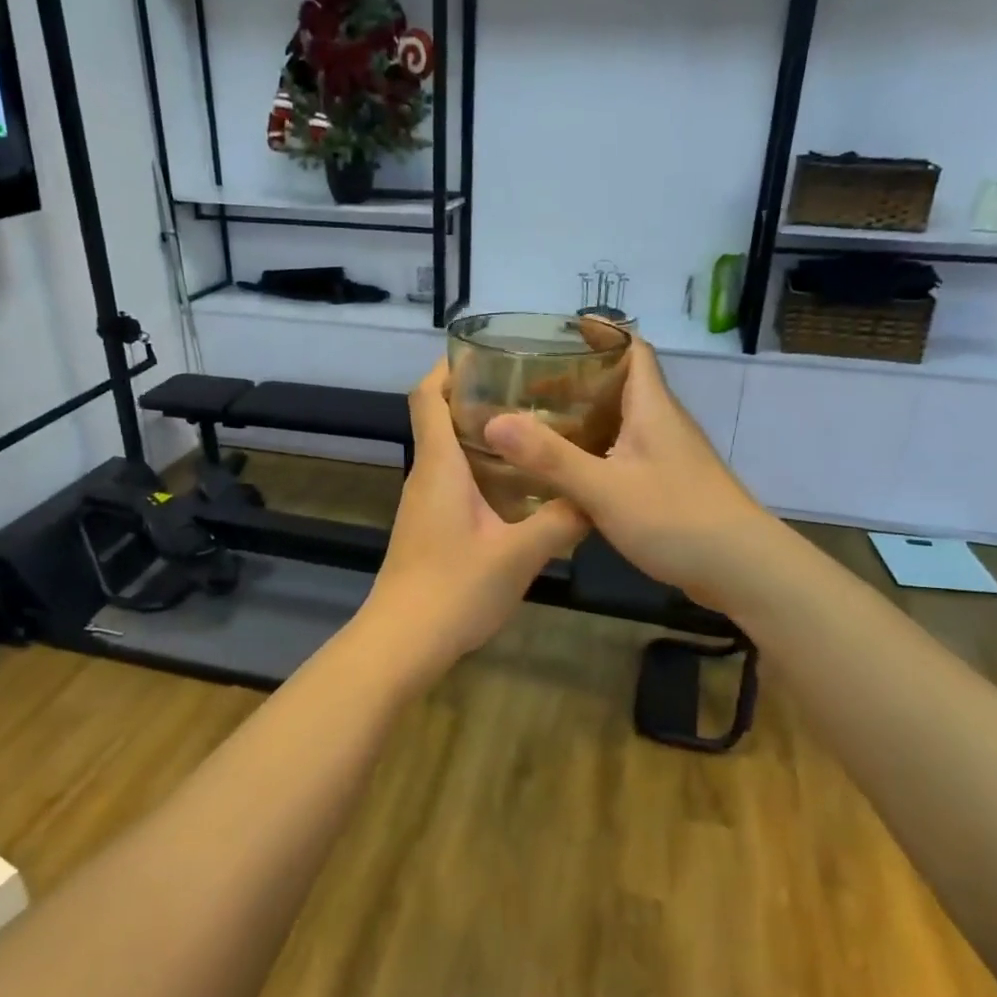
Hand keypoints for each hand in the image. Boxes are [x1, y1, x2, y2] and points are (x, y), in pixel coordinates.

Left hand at [364, 363, 589, 665]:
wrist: (402, 642)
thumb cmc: (454, 589)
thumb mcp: (519, 555)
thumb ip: (560, 522)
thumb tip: (594, 500)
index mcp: (440, 466)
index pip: (428, 396)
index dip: (448, 367)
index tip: (486, 353)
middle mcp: (426, 476)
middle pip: (441, 419)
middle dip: (480, 398)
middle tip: (533, 393)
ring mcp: (423, 504)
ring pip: (450, 454)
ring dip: (484, 438)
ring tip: (536, 435)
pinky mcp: (428, 528)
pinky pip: (453, 483)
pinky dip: (482, 473)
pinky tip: (520, 491)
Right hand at [482, 334, 777, 616]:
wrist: (742, 570)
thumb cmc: (676, 518)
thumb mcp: (605, 488)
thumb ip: (550, 457)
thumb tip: (494, 422)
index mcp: (652, 409)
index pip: (634, 349)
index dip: (603, 333)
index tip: (562, 329)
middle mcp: (663, 424)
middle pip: (623, 385)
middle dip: (579, 379)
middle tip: (531, 384)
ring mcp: (670, 457)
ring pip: (623, 422)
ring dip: (586, 418)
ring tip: (540, 424)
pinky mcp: (670, 487)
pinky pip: (626, 455)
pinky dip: (596, 452)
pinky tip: (570, 473)